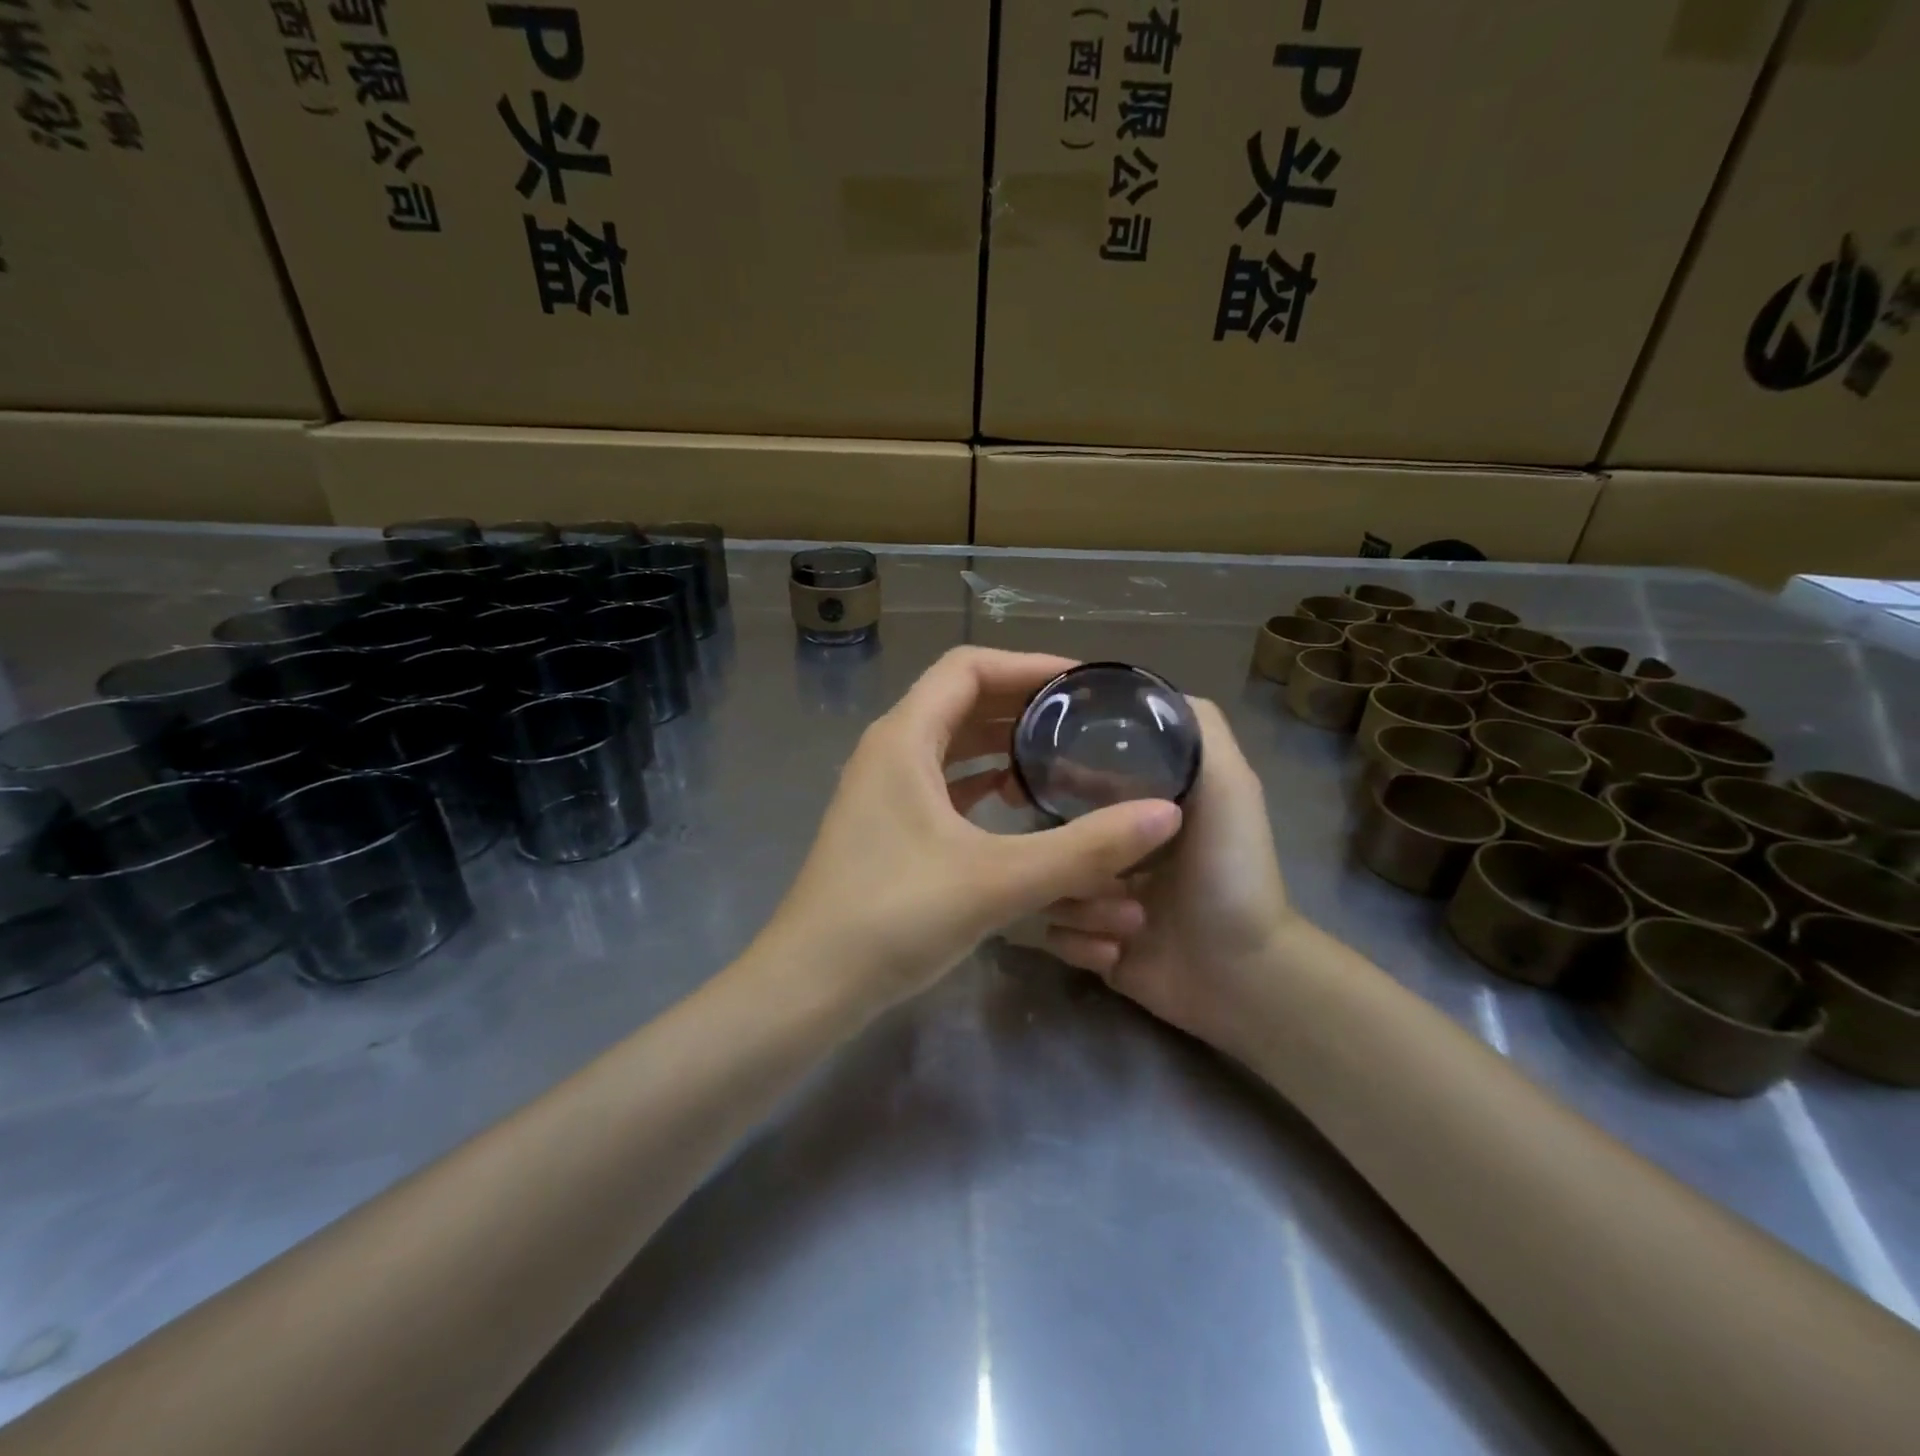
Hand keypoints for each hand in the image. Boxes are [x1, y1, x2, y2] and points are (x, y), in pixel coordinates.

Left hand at [760, 648, 1183, 1011]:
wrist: (811, 986)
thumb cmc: (895, 917)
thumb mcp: (998, 880)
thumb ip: (1084, 849)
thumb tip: (1166, 814)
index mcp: (904, 739)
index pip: (968, 668)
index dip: (1027, 665)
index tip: (1081, 683)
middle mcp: (889, 753)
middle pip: (960, 702)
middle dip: (1021, 705)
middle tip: (1082, 720)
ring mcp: (883, 792)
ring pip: (951, 745)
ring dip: (1002, 744)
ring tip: (1058, 756)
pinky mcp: (886, 829)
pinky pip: (942, 784)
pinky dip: (981, 782)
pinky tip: (1016, 803)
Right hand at [1042, 700, 1295, 1052]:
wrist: (1241, 976)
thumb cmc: (1231, 873)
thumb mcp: (1229, 786)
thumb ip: (1199, 729)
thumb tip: (1146, 691)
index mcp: (1134, 809)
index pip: (1074, 778)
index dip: (1053, 775)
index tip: (1027, 776)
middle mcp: (1111, 847)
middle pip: (1050, 835)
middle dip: (1062, 855)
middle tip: (1076, 866)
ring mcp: (1097, 896)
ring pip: (1046, 886)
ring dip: (1081, 907)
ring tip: (1128, 921)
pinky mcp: (1089, 942)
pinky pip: (1051, 935)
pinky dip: (1080, 943)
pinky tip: (1117, 952)